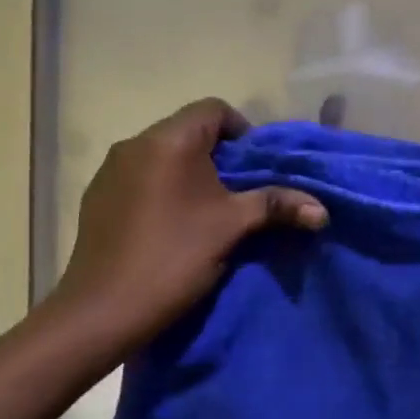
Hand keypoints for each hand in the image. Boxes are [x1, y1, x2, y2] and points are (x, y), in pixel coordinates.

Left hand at [50, 99, 327, 352]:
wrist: (104, 309)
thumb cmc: (174, 257)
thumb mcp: (232, 228)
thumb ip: (277, 206)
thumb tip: (322, 210)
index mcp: (168, 140)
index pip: (213, 110)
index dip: (242, 132)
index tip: (255, 169)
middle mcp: (134, 143)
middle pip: (187, 132)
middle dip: (218, 157)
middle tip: (238, 194)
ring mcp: (110, 170)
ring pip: (162, 156)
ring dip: (188, 174)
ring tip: (206, 212)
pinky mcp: (97, 197)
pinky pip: (139, 178)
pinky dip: (161, 190)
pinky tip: (169, 227)